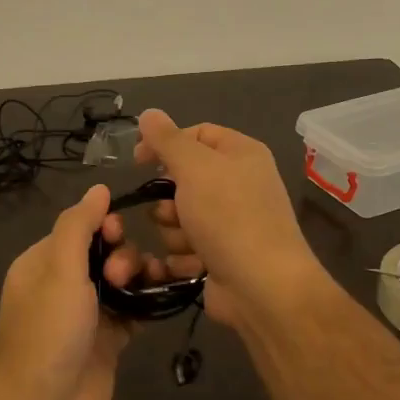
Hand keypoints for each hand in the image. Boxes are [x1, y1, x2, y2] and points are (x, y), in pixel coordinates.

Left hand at [0, 184, 145, 399]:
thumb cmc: (48, 332)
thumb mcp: (59, 270)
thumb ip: (78, 225)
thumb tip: (98, 187)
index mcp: (42, 264)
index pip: (78, 228)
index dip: (102, 226)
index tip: (117, 233)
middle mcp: (63, 286)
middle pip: (105, 253)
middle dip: (123, 255)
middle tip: (123, 275)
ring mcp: (88, 315)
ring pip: (123, 281)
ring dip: (140, 276)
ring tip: (148, 287)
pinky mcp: (109, 342)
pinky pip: (134, 311)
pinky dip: (148, 303)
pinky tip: (163, 298)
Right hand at [130, 109, 327, 328]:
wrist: (261, 286)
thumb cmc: (229, 217)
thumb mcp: (195, 168)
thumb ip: (168, 140)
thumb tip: (149, 113)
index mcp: (241, 154)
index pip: (197, 134)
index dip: (165, 144)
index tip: (137, 161)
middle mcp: (239, 185)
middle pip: (183, 180)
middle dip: (170, 200)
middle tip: (175, 211)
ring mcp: (231, 224)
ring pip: (179, 218)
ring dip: (176, 232)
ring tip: (191, 243)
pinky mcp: (221, 257)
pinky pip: (186, 249)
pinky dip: (186, 258)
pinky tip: (196, 265)